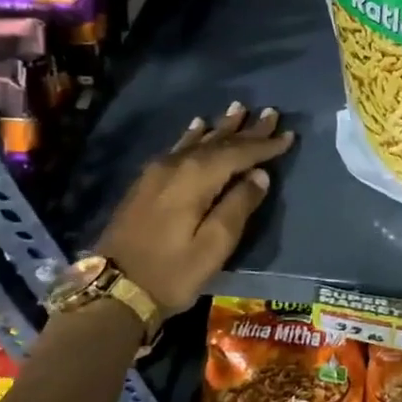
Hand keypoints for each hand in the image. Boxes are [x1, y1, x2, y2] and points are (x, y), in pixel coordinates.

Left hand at [96, 103, 294, 315]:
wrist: (112, 291)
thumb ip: (239, 206)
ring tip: (238, 110)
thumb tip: (259, 175)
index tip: (289, 135)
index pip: (239, 154)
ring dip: (221, 128)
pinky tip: (197, 127)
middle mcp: (176, 166)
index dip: (265, 145)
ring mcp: (157, 173)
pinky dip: (193, 137)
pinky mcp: (146, 184)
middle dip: (247, 130)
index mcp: (195, 179)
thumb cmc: (171, 273)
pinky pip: (178, 149)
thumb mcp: (214, 246)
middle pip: (218, 142)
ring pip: (197, 142)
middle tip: (271, 113)